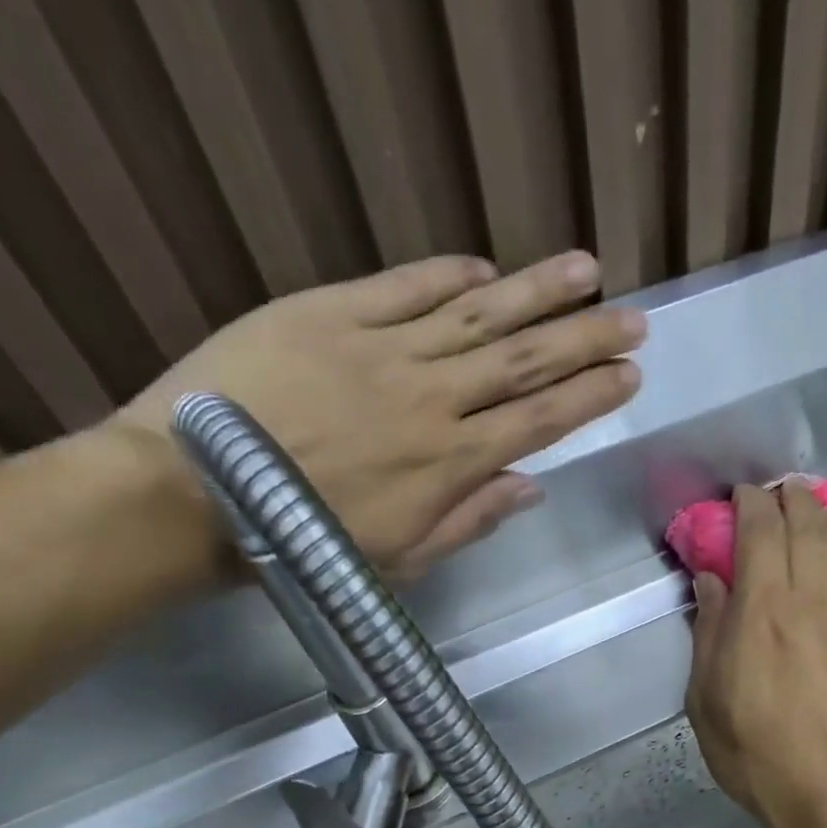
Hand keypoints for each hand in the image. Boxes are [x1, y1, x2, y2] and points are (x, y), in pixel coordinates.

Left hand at [119, 251, 642, 580]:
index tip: (628, 376)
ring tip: (586, 271)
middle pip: (524, 361)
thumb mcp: (401, 559)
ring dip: (537, 292)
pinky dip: (448, 275)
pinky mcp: (329, 314)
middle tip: (633, 319)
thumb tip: (530, 487)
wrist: (193, 492)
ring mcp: (383, 351)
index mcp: (450, 464)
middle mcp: (433, 400)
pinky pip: (405, 288)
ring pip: (478, 314)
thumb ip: (470, 520)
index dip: (589, 396)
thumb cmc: (305, 544)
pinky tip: (485, 268)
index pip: (539, 421)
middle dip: (585, 339)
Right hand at [686, 480, 826, 827]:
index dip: (749, 505)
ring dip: (822, 515)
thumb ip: (710, 633)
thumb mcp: (708, 702)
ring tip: (809, 504)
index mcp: (762, 612)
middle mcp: (810, 600)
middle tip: (775, 491)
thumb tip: (711, 581)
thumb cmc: (761, 756)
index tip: (739, 496)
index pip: (760, 533)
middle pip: (806, 527)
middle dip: (789, 499)